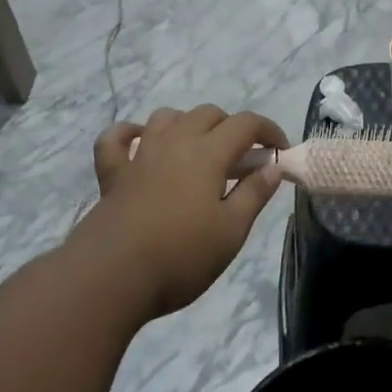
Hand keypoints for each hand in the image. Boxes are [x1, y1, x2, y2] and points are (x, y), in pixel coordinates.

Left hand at [81, 105, 289, 319]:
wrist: (111, 277)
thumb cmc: (181, 256)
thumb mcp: (231, 231)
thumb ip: (254, 194)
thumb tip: (272, 166)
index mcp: (208, 154)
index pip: (246, 124)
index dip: (269, 131)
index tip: (280, 153)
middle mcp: (174, 143)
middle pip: (208, 114)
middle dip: (232, 128)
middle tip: (243, 161)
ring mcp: (140, 156)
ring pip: (166, 118)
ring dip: (188, 125)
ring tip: (199, 151)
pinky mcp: (113, 174)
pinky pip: (116, 139)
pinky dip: (130, 134)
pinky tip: (140, 143)